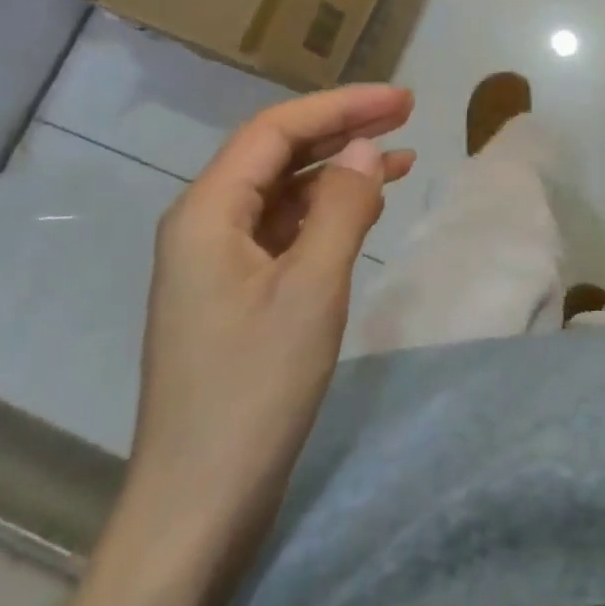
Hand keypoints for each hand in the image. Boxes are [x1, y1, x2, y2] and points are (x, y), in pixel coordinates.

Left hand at [129, 84, 414, 538]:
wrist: (197, 504)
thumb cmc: (253, 391)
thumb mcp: (312, 290)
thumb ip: (342, 209)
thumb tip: (368, 148)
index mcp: (207, 212)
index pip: (276, 130)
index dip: (342, 106)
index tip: (402, 101)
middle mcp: (205, 225)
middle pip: (277, 154)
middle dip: (343, 129)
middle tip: (407, 115)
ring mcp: (217, 262)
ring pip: (284, 192)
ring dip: (340, 171)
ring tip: (402, 158)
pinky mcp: (235, 293)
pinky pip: (285, 230)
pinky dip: (328, 212)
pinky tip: (367, 210)